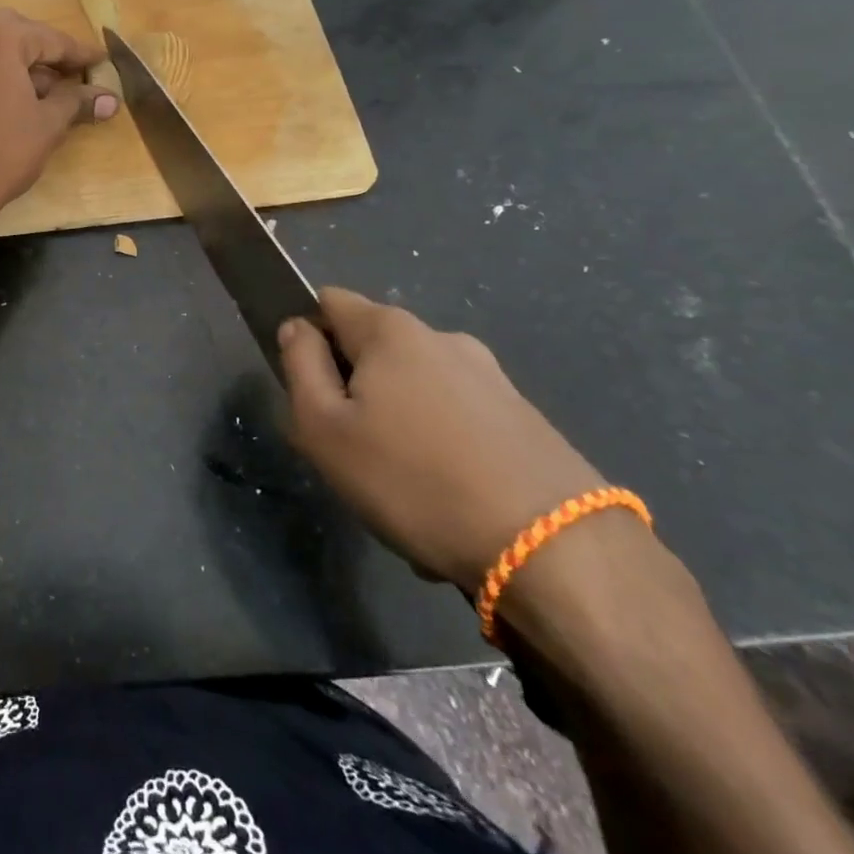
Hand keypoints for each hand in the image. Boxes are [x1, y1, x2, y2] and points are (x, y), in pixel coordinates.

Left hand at [0, 9, 117, 232]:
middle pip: (22, 37)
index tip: (104, 61)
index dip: (81, 54)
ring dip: (29, 69)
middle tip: (79, 73)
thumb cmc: (3, 150)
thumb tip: (111, 99)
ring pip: (0, 53)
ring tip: (60, 94)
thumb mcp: (49, 123)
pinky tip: (27, 102)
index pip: (51, 39)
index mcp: (0, 36)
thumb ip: (78, 102)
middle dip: (51, 56)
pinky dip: (5, 78)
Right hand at [278, 287, 607, 592]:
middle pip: (374, 349)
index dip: (308, 336)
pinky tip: (449, 505)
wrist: (556, 552)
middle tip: (350, 451)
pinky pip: (460, 424)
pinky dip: (443, 451)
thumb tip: (297, 329)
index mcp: (391, 330)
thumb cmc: (414, 480)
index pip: (328, 301)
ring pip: (416, 391)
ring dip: (399, 425)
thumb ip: (300, 367)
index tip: (310, 389)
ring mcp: (492, 378)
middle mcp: (443, 338)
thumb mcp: (324, 428)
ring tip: (403, 491)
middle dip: (355, 389)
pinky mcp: (527, 420)